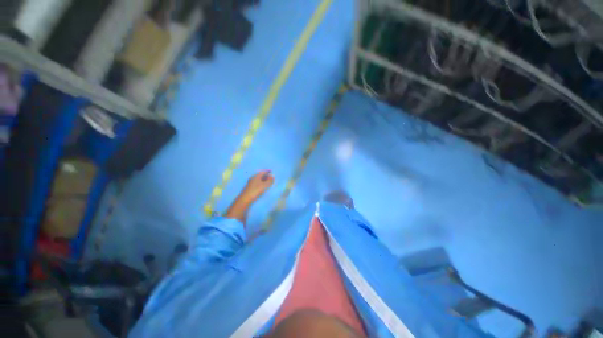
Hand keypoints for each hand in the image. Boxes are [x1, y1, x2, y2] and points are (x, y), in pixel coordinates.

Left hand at [240, 170, 274, 202]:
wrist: (245, 199)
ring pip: (258, 179)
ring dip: (263, 180)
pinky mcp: (249, 187)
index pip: (263, 171)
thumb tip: (273, 176)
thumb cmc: (256, 191)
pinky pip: (256, 183)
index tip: (272, 171)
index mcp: (256, 176)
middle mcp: (252, 178)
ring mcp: (250, 183)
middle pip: (260, 175)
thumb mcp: (265, 185)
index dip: (267, 171)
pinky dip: (261, 183)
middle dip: (266, 175)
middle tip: (271, 177)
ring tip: (268, 182)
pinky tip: (262, 186)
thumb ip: (269, 180)